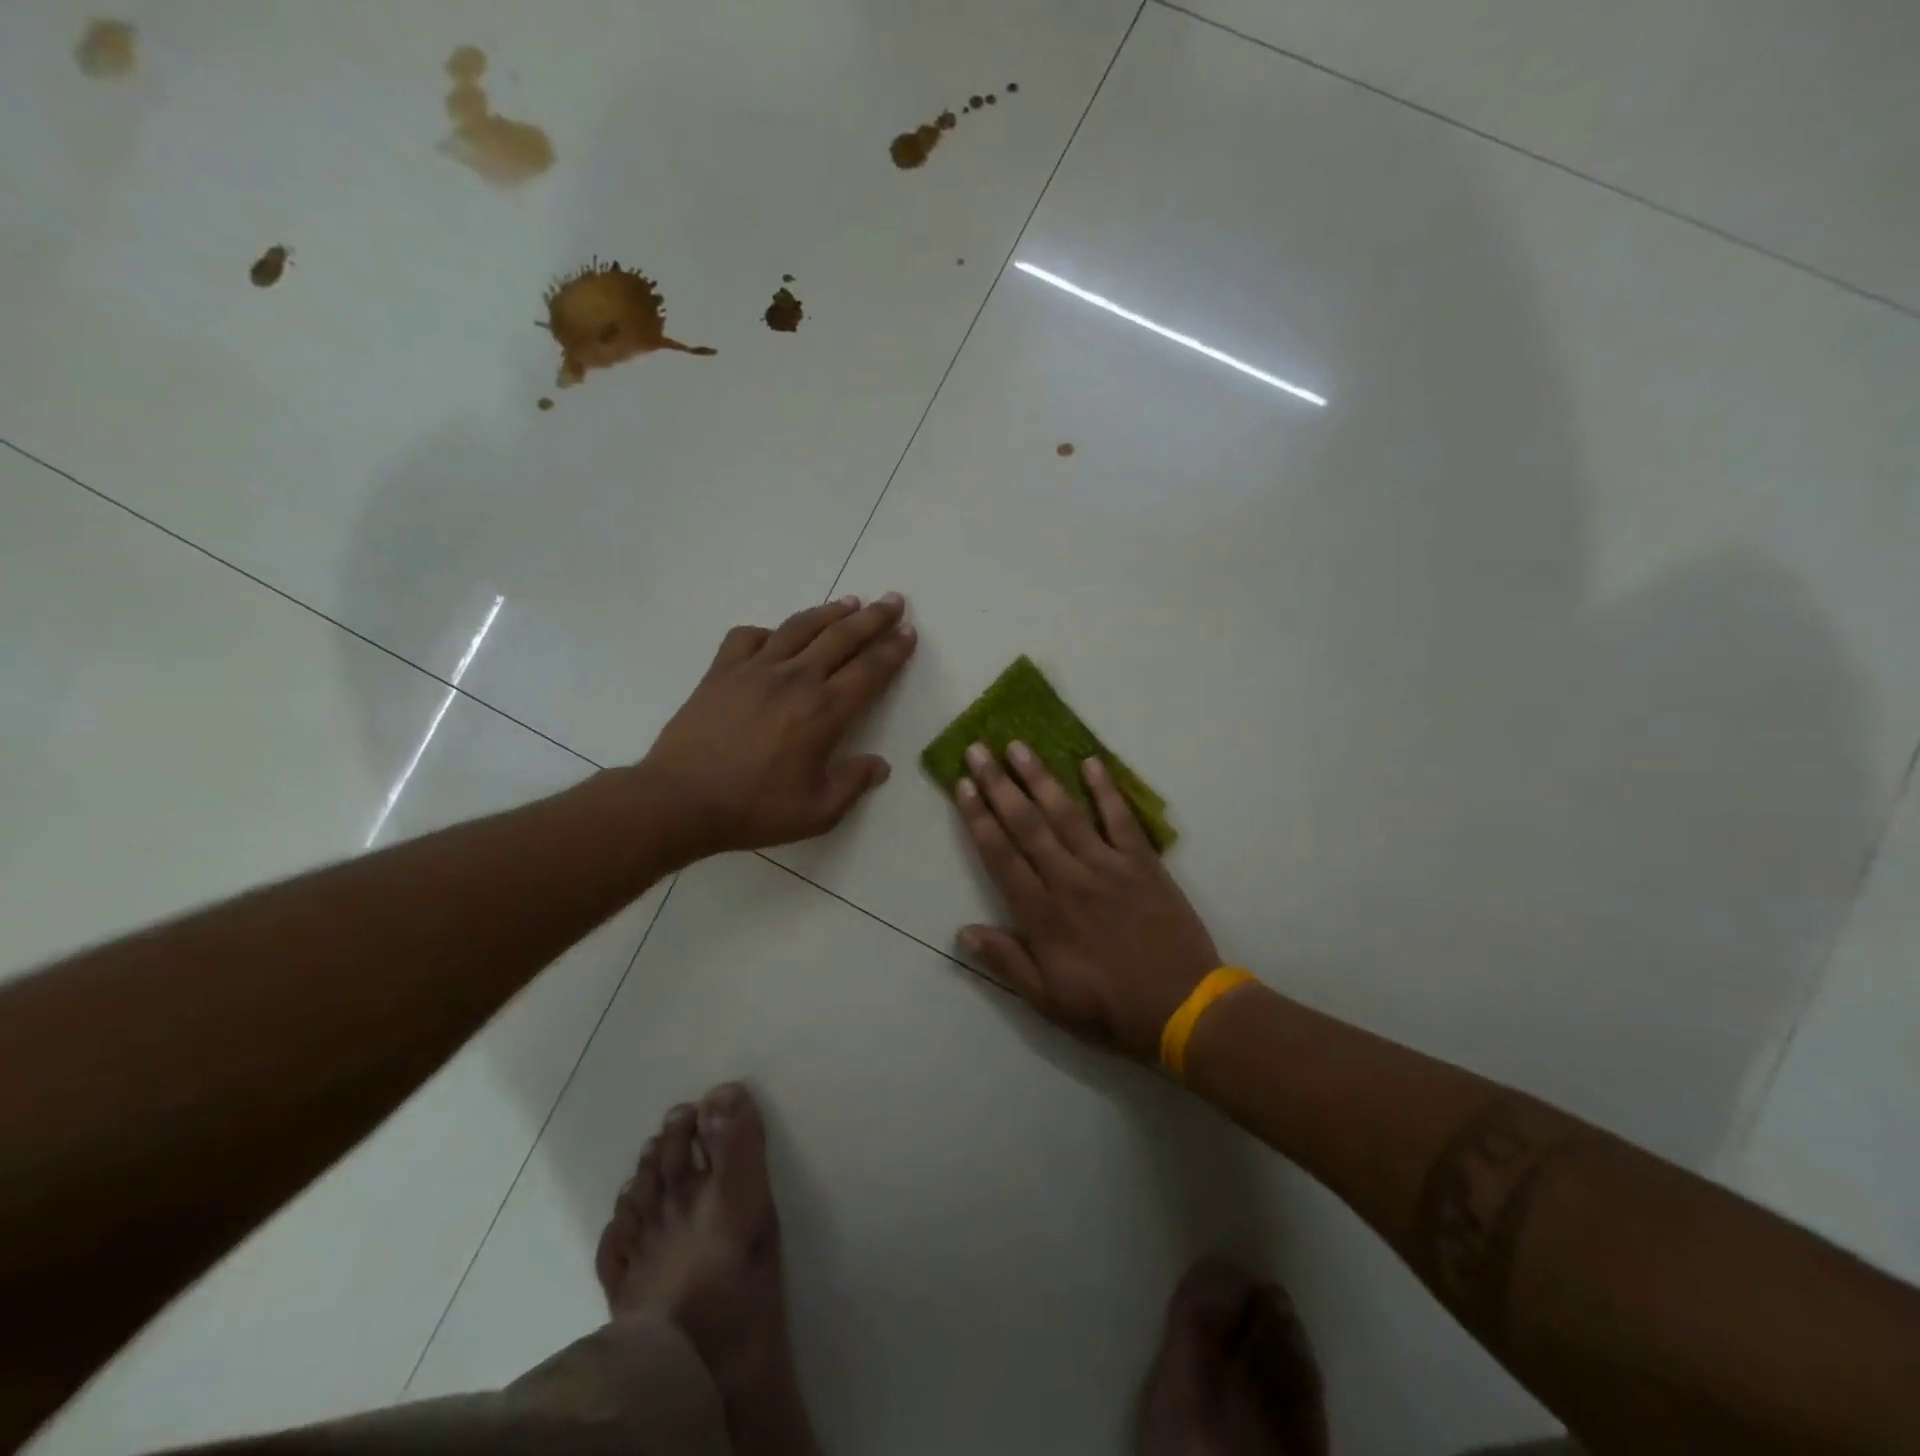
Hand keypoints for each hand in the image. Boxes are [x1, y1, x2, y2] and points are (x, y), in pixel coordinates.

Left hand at [639, 594, 916, 860]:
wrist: (681, 800)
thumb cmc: (755, 809)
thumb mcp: (818, 812)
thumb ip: (854, 784)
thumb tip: (880, 765)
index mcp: (824, 711)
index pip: (870, 670)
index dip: (893, 649)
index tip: (908, 631)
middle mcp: (795, 679)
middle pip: (842, 637)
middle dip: (873, 617)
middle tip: (893, 600)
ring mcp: (755, 670)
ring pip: (800, 627)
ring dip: (829, 612)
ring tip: (850, 601)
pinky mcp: (722, 671)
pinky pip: (748, 637)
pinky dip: (767, 631)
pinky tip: (775, 637)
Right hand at [953, 741, 1221, 1061]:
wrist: (1183, 1009)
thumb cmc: (1109, 1009)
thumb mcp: (1048, 1000)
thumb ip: (1007, 961)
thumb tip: (963, 931)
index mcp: (1042, 914)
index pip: (1001, 856)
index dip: (978, 818)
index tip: (962, 786)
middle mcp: (1069, 880)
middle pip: (1027, 825)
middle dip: (999, 785)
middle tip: (979, 749)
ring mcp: (1108, 867)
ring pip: (1067, 813)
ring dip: (1040, 777)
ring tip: (1019, 746)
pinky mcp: (1143, 863)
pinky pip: (1121, 819)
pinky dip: (1106, 790)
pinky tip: (1091, 762)